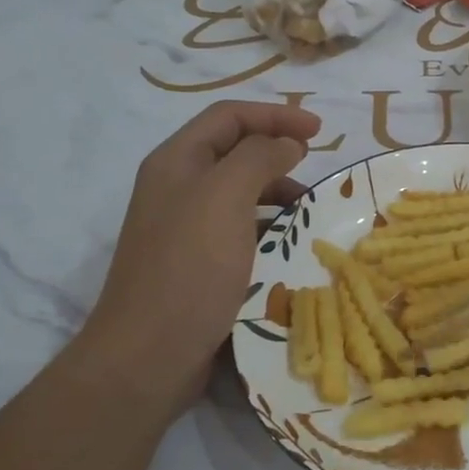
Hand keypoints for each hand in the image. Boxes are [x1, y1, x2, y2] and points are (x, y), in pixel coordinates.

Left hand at [83, 100, 319, 417]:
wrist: (149, 355)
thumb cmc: (190, 267)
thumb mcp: (226, 197)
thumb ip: (259, 157)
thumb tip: (287, 143)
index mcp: (177, 162)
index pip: (229, 116)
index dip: (275, 114)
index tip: (320, 131)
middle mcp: (177, 187)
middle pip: (234, 151)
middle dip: (277, 151)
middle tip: (317, 168)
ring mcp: (185, 227)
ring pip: (239, 192)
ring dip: (277, 192)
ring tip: (310, 211)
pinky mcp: (197, 263)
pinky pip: (240, 229)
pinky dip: (268, 227)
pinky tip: (289, 245)